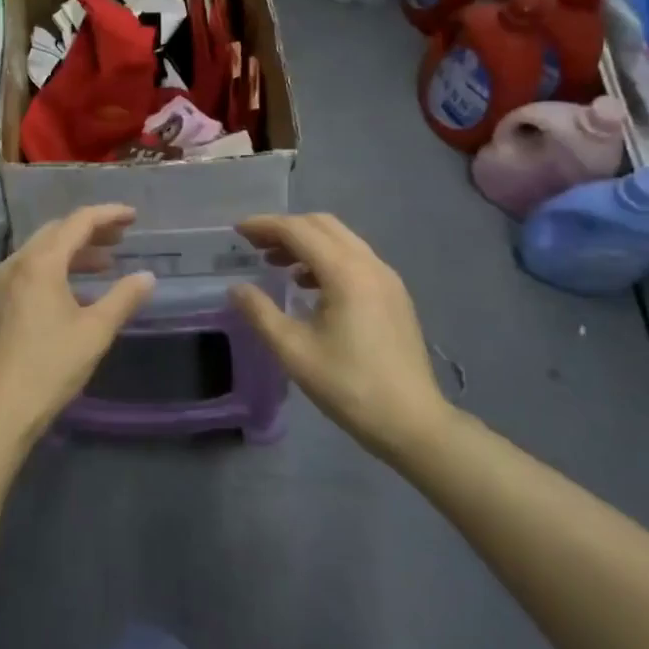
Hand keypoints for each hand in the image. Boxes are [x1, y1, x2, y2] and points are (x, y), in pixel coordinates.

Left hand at [0, 205, 154, 451]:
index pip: (78, 222)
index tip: (133, 217)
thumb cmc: (50, 367)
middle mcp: (14, 264)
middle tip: (119, 240)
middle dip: (89, 232)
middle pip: (55, 233)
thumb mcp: (95, 332)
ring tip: (101, 266)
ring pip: (37, 253)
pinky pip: (23, 274)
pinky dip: (50, 272)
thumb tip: (147, 277)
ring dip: (70, 253)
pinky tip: (67, 294)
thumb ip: (123, 298)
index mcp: (40, 263)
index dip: (108, 215)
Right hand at [231, 214, 451, 457]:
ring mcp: (387, 278)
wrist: (412, 422)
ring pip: (341, 240)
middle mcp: (370, 265)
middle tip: (254, 245)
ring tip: (276, 264)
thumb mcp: (294, 352)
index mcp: (346, 273)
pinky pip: (355, 259)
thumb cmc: (349, 386)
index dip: (265, 226)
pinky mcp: (394, 295)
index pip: (299, 231)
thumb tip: (236, 289)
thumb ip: (261, 313)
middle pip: (322, 226)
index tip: (238, 232)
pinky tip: (309, 285)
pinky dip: (326, 258)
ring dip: (306, 242)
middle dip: (285, 228)